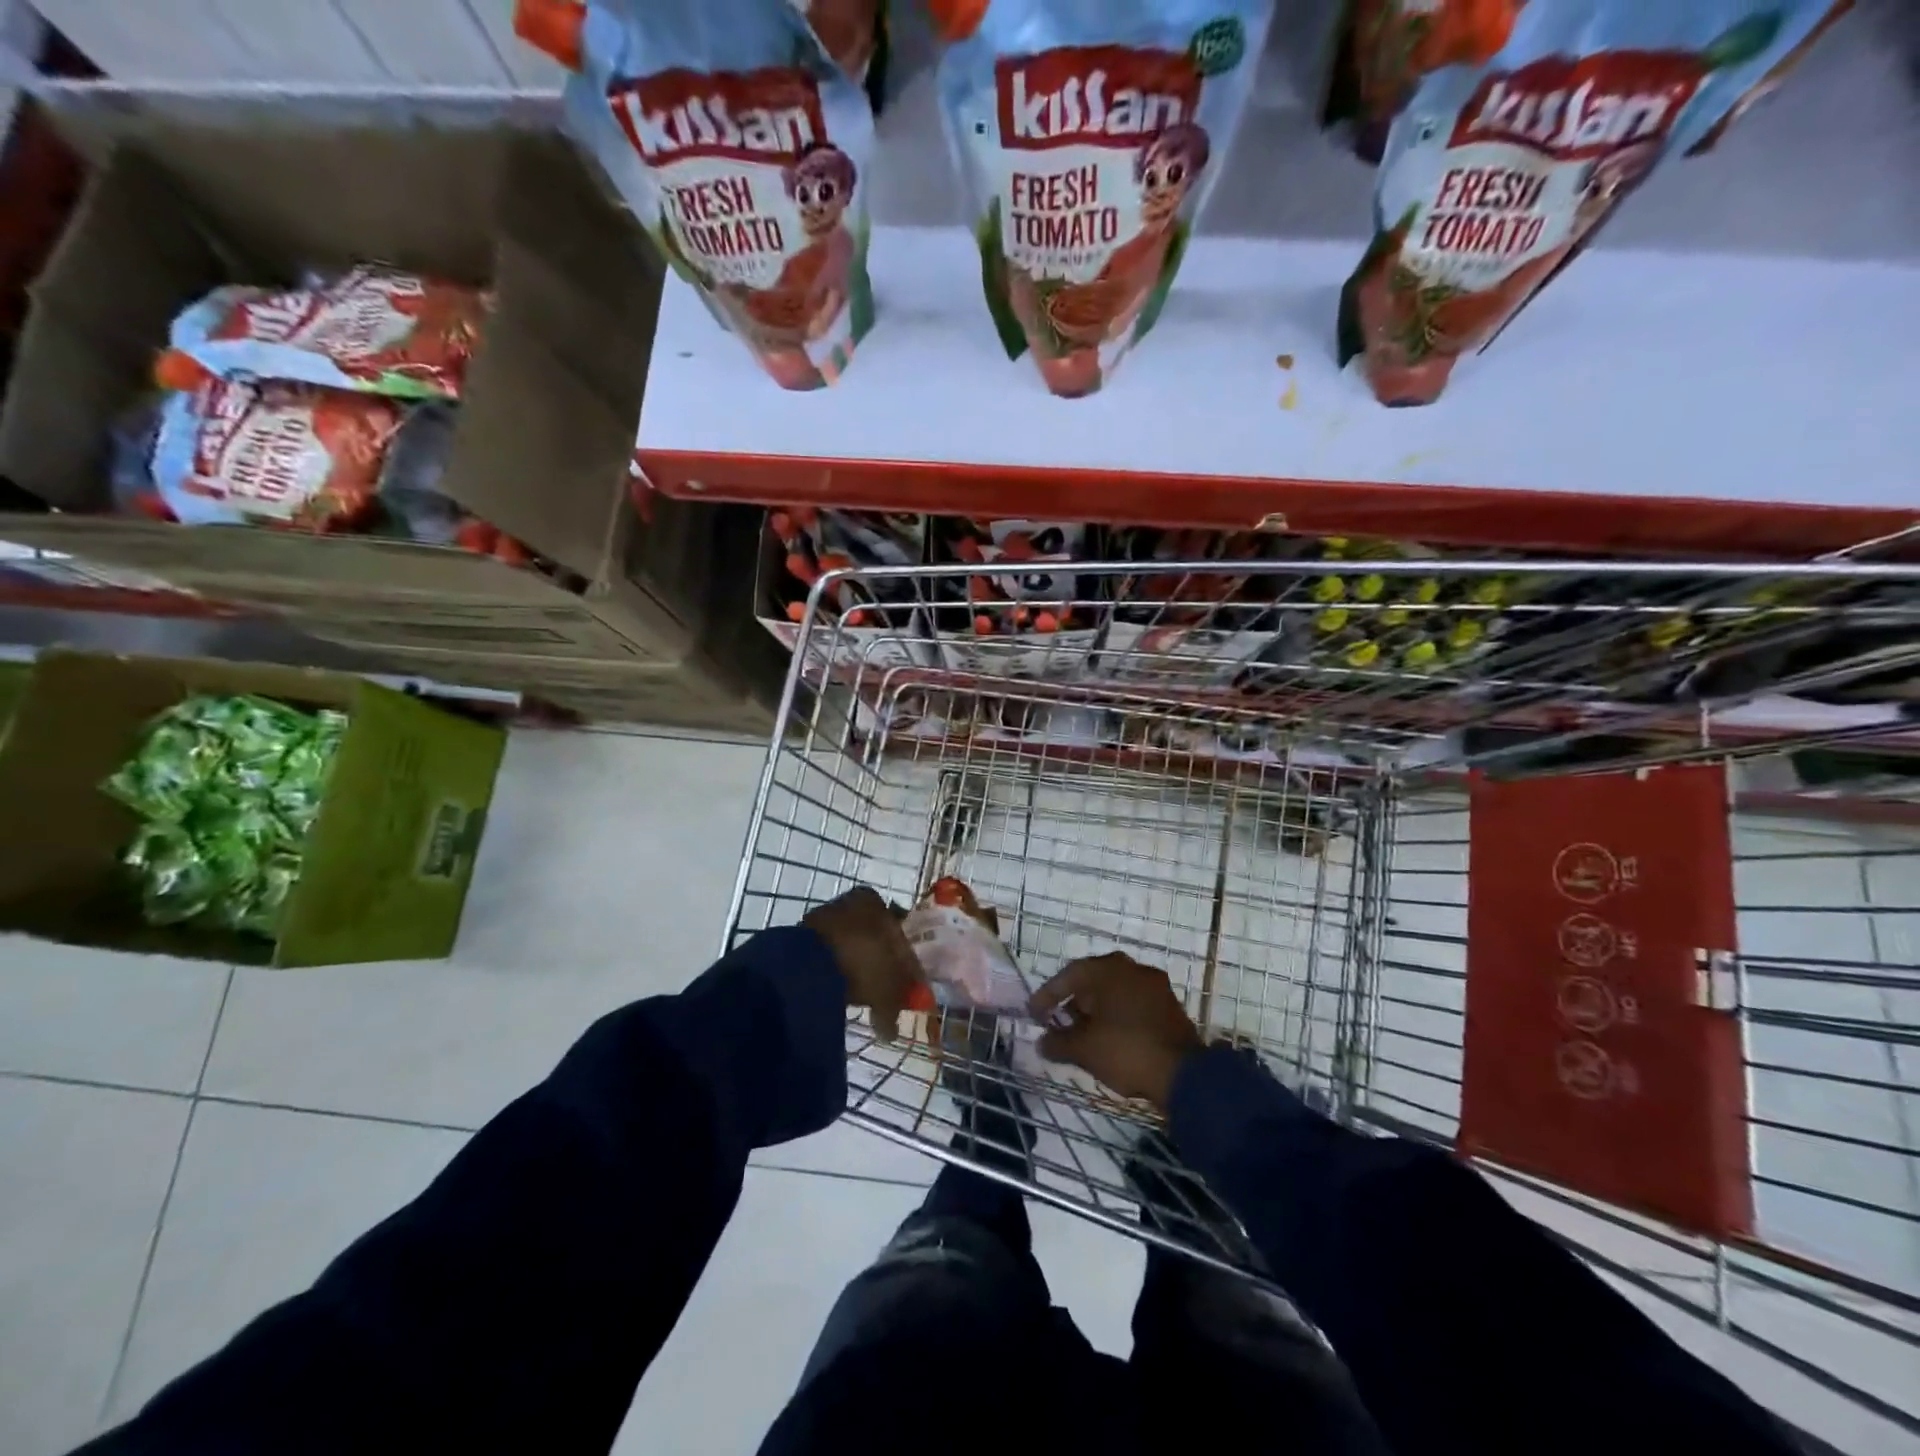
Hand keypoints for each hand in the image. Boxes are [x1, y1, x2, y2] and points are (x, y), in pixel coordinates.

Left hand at [803, 887, 921, 1044]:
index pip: (898, 932)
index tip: (906, 986)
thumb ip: (897, 1002)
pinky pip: (827, 957)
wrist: (810, 966)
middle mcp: (849, 901)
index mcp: (875, 901)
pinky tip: (838, 991)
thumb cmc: (864, 963)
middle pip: (872, 938)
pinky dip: (835, 973)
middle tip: (884, 992)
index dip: (905, 963)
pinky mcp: (802, 937)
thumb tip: (892, 1029)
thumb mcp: (891, 986)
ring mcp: (822, 917)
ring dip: (856, 968)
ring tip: (859, 995)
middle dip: (879, 964)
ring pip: (849, 946)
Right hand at [1028, 953, 1203, 1109]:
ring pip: (1116, 992)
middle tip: (1058, 1022)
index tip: (1034, 1014)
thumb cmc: (1126, 1051)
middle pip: (1093, 981)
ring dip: (1097, 1010)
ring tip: (1083, 1034)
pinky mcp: (1169, 1006)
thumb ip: (1058, 1042)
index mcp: (1109, 969)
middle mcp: (1132, 968)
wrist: (1184, 1075)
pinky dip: (1117, 1017)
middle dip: (1074, 1002)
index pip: (1069, 975)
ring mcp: (1155, 986)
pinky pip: (1134, 1004)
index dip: (1047, 995)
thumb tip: (1042, 1042)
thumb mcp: (1084, 1050)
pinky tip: (1110, 1038)